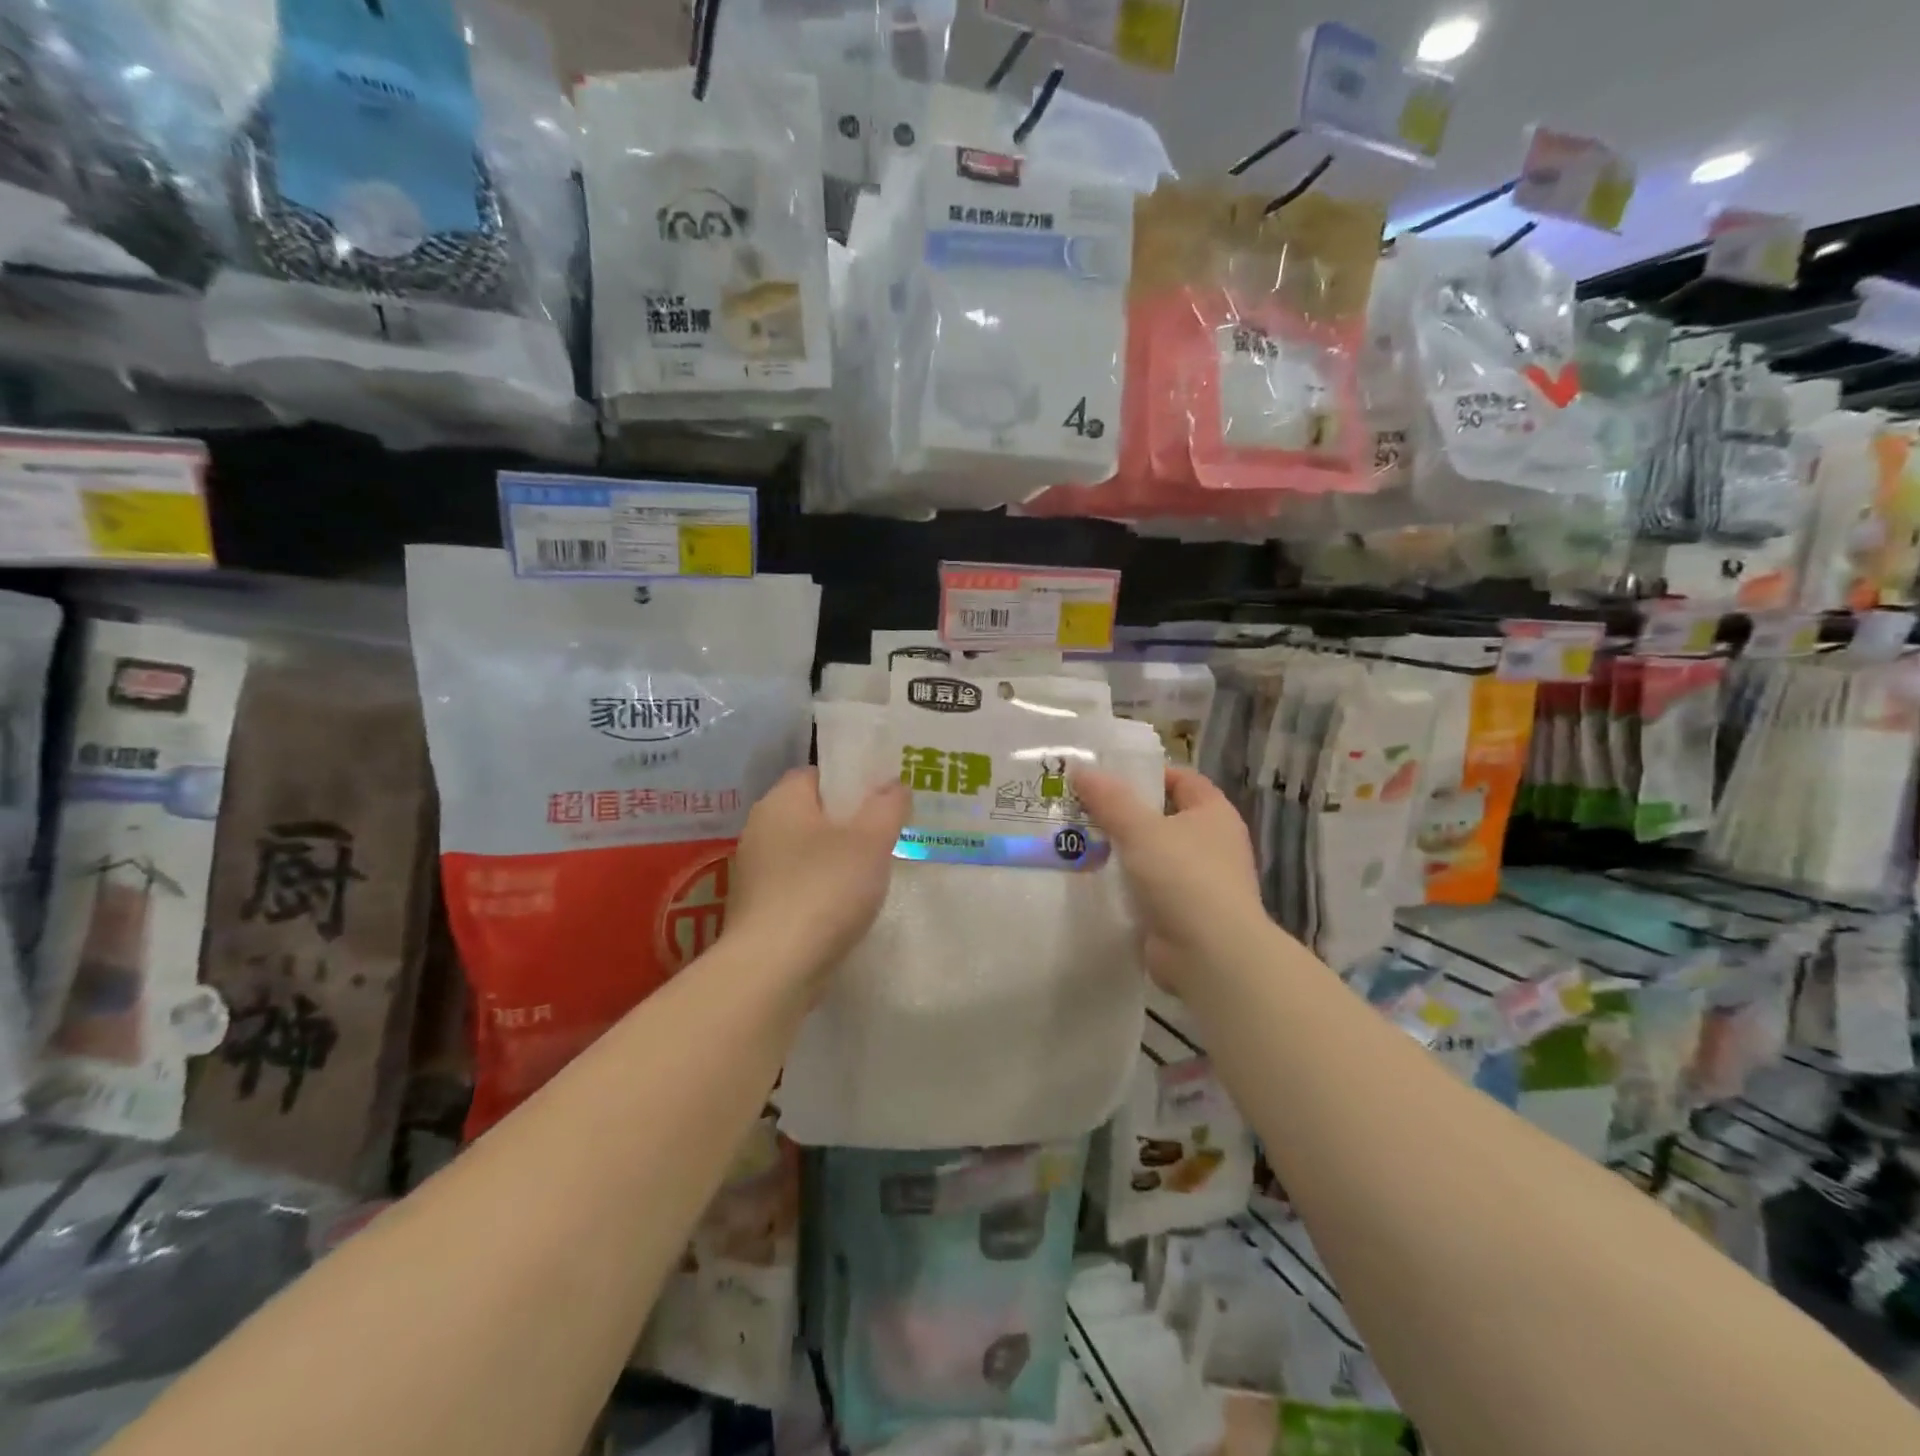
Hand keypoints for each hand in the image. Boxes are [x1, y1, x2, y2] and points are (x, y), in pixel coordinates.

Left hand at [727, 768, 909, 986]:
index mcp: (781, 802)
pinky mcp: (759, 910)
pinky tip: (849, 906)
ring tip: (877, 871)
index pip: (816, 774)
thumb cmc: (824, 889)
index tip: (884, 797)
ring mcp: (755, 873)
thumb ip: (887, 806)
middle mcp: (760, 830)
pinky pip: (799, 886)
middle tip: (889, 832)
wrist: (774, 969)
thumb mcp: (870, 841)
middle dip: (849, 822)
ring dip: (837, 859)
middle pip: (812, 814)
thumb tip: (894, 783)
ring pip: (806, 853)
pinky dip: (823, 890)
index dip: (851, 781)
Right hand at [1071, 765, 1268, 992]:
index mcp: (1213, 814)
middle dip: (1123, 813)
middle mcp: (1212, 844)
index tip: (1106, 777)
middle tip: (1081, 808)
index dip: (1147, 774)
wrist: (1210, 955)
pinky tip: (1091, 882)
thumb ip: (1109, 799)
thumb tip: (1081, 769)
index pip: (1181, 779)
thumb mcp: (1140, 829)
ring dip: (1120, 852)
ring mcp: (1198, 882)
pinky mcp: (1182, 914)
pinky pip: (1147, 890)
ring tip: (1076, 842)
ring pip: (1152, 855)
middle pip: (1162, 817)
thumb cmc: (1184, 877)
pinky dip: (1124, 886)